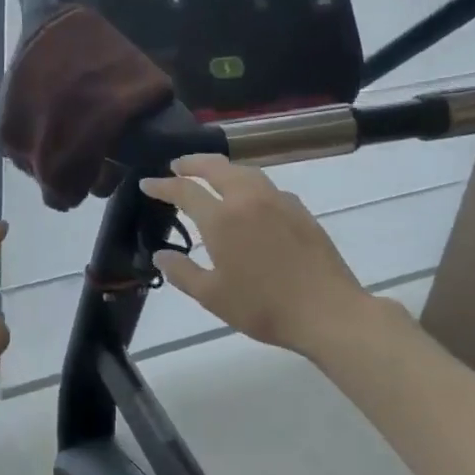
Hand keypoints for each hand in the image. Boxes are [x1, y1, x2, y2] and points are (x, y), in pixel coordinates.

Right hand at [139, 155, 368, 353]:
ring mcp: (278, 201)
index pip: (184, 190)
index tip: (147, 183)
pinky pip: (266, 185)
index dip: (162, 185)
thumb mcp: (212, 296)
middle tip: (177, 166)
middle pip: (216, 167)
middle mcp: (248, 199)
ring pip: (244, 171)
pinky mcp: (299, 209)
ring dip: (221, 168)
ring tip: (210, 174)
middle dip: (192, 163)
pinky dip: (247, 182)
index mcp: (221, 219)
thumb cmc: (263, 307)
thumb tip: (160, 255)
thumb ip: (182, 272)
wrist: (327, 311)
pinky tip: (248, 198)